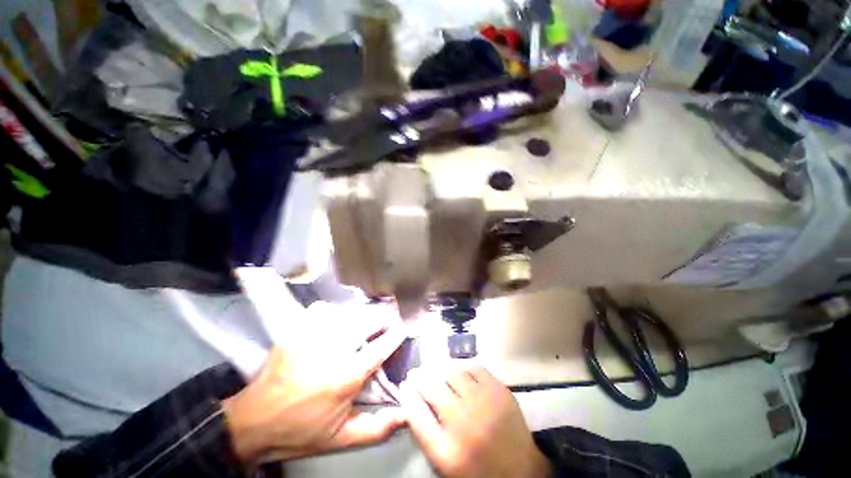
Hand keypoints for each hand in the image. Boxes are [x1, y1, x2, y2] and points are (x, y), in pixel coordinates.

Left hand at [222, 324, 406, 464]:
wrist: (254, 422)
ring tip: (366, 316)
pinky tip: (335, 316)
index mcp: (347, 377)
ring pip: (346, 312)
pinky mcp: (296, 331)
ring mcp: (312, 337)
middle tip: (387, 319)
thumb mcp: (340, 438)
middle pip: (366, 322)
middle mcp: (333, 351)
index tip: (402, 329)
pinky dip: (332, 310)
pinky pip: (321, 310)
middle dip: (381, 318)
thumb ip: (376, 428)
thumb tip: (405, 414)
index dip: (395, 335)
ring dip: (360, 313)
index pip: (381, 348)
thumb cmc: (300, 430)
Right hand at [399, 366, 551, 477]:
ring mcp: (483, 403)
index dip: (407, 395)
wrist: (521, 471)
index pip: (415, 414)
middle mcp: (463, 422)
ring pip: (452, 373)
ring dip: (439, 368)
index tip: (403, 385)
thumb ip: (427, 434)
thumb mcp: (445, 463)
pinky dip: (462, 366)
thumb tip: (413, 402)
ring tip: (434, 368)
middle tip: (416, 372)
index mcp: (446, 450)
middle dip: (419, 377)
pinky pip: (474, 367)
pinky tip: (458, 369)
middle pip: (432, 388)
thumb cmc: (478, 470)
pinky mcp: (499, 390)